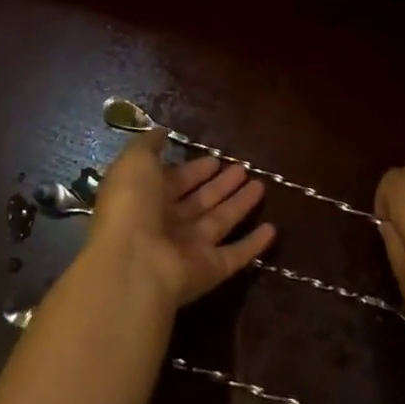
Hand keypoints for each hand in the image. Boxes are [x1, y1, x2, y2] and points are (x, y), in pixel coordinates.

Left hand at [89, 133, 275, 309]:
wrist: (134, 264)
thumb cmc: (132, 206)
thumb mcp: (135, 161)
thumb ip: (149, 145)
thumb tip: (162, 132)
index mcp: (146, 199)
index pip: (174, 182)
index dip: (194, 170)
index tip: (215, 158)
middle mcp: (167, 225)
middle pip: (200, 201)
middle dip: (220, 185)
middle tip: (243, 169)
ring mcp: (189, 249)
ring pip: (220, 222)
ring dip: (239, 205)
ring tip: (261, 185)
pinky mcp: (209, 271)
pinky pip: (235, 255)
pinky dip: (253, 244)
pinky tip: (272, 230)